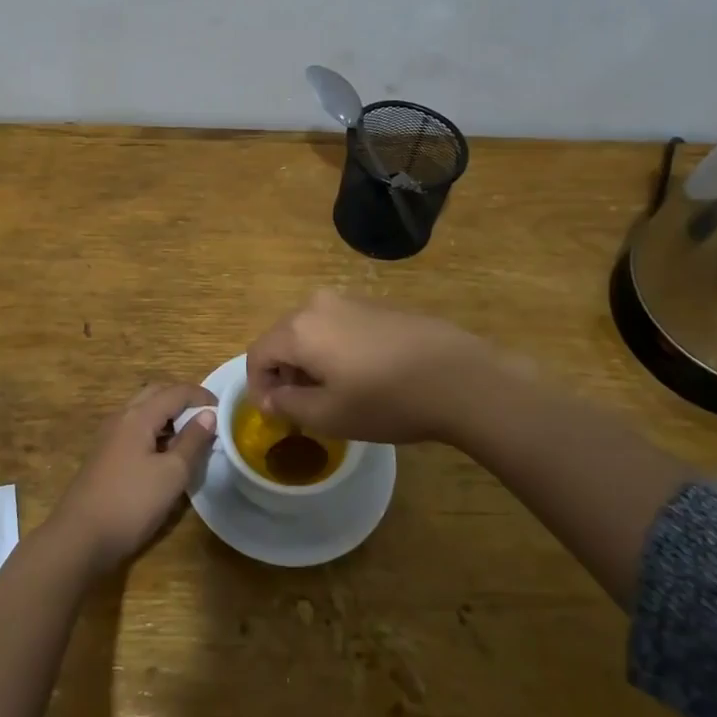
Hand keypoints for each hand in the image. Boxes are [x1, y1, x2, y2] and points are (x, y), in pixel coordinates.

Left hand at [46, 384, 216, 574]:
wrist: (79, 538)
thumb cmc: (131, 503)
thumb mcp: (171, 474)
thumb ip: (192, 442)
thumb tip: (208, 415)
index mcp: (138, 416)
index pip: (175, 392)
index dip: (201, 396)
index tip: (223, 409)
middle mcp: (121, 418)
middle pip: (155, 394)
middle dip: (182, 400)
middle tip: (205, 417)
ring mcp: (109, 437)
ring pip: (142, 412)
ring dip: (167, 416)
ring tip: (189, 437)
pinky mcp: (104, 456)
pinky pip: (134, 430)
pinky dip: (154, 431)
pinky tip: (164, 456)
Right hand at [246, 289, 526, 445]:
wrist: (458, 376)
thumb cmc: (386, 400)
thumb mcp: (329, 416)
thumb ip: (288, 405)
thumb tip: (270, 397)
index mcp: (299, 328)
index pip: (258, 353)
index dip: (258, 386)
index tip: (274, 415)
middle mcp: (317, 305)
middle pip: (283, 337)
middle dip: (283, 372)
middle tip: (299, 408)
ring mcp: (349, 300)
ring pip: (311, 331)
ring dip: (308, 361)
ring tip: (331, 394)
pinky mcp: (376, 305)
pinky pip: (337, 326)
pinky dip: (333, 350)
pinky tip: (360, 376)